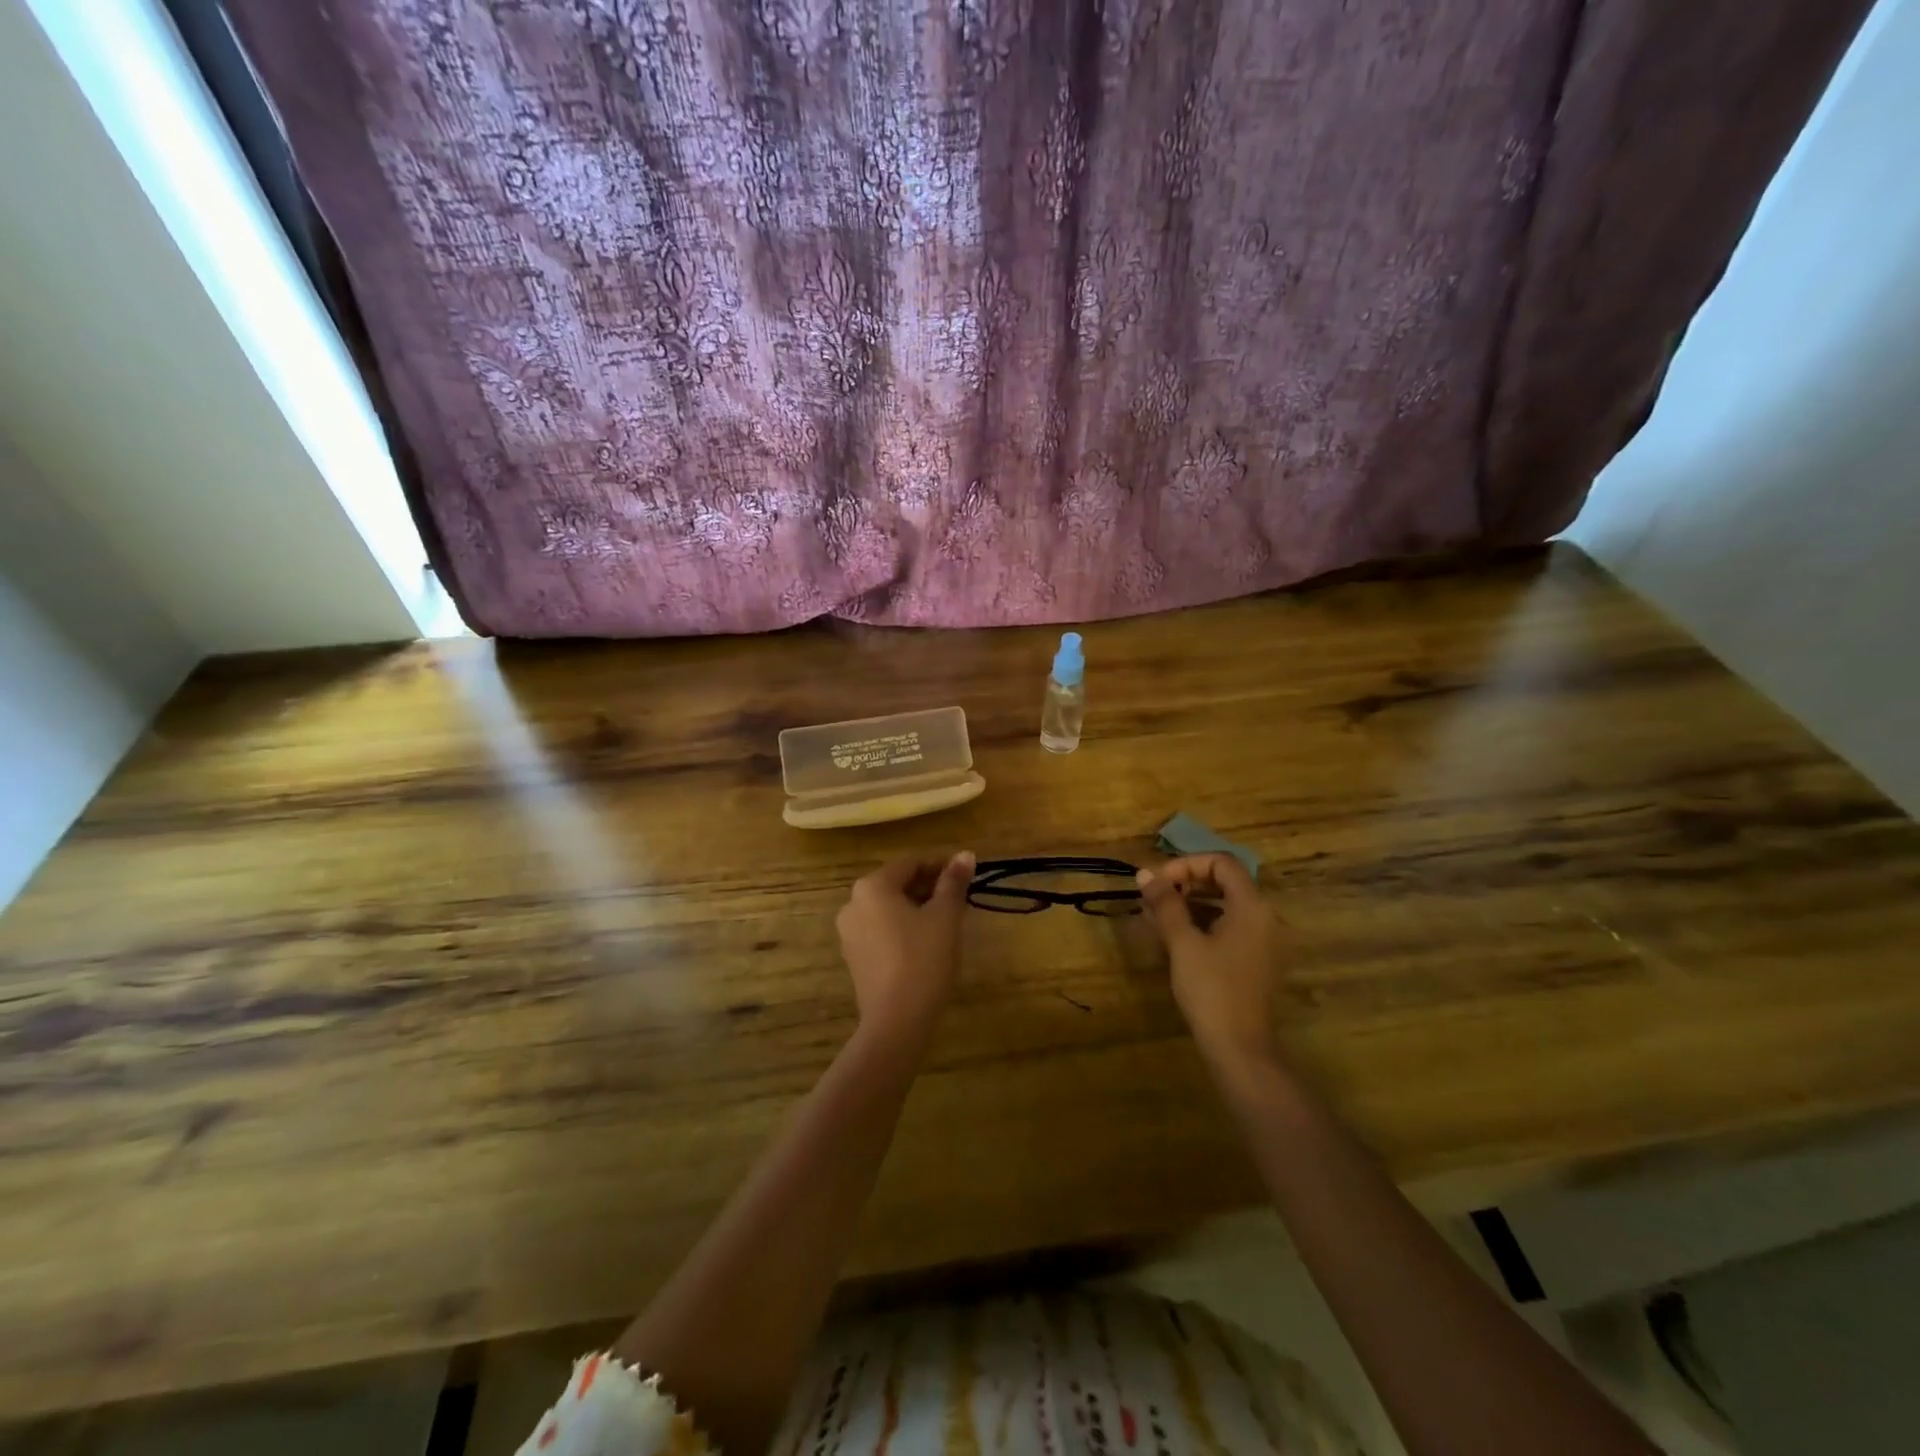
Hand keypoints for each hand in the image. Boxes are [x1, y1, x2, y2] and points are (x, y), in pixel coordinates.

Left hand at [836, 852, 974, 1043]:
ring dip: (916, 907)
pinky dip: (902, 928)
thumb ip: (954, 882)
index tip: (966, 875)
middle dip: (928, 886)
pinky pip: (881, 930)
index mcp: (872, 886)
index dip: (940, 865)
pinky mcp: (854, 957)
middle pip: (896, 883)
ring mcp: (849, 932)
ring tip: (946, 920)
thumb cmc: (923, 960)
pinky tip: (926, 943)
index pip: (910, 862)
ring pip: (888, 908)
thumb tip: (966, 854)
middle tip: (959, 898)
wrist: (896, 1021)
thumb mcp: (945, 917)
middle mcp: (853, 903)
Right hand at [1136, 854, 1285, 1075]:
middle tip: (1154, 897)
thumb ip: (1165, 904)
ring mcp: (1265, 939)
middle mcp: (1265, 916)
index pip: (1221, 862)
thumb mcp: (1183, 943)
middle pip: (1226, 881)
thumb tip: (1144, 874)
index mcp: (1252, 906)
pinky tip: (1177, 936)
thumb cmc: (1211, 989)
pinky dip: (1205, 922)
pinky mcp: (1258, 959)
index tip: (1157, 883)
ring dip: (1192, 903)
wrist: (1240, 1047)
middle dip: (1186, 883)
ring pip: (1227, 904)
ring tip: (1158, 916)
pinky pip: (1231, 926)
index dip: (1186, 864)